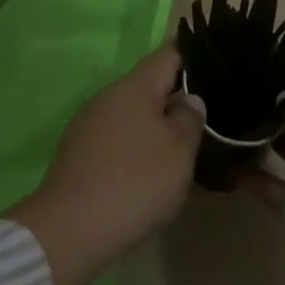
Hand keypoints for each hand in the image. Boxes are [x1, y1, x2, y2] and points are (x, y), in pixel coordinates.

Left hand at [6, 47, 203, 284]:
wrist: (69, 230)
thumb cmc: (135, 182)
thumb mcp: (179, 151)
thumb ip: (190, 119)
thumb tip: (189, 99)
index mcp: (135, 86)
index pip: (169, 54)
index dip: (193, 57)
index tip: (215, 68)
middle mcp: (108, 96)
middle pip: (149, 85)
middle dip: (175, 97)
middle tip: (206, 117)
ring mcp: (88, 123)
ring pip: (131, 113)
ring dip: (154, 124)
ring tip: (181, 146)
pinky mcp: (77, 151)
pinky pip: (115, 137)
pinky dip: (134, 145)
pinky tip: (147, 170)